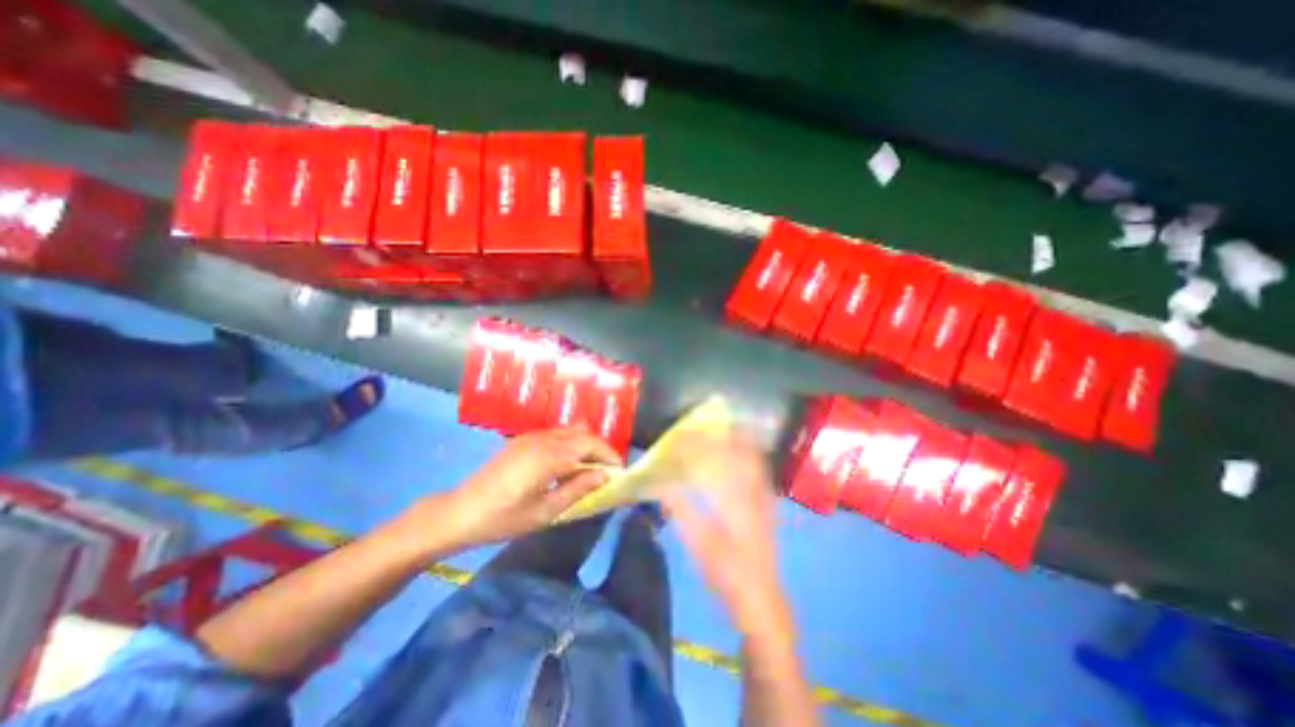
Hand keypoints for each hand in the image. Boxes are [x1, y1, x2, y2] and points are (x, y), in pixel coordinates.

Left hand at [430, 422, 620, 546]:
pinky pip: (555, 435)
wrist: (458, 512)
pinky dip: (569, 444)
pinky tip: (565, 466)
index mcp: (549, 456)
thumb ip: (577, 489)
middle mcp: (542, 439)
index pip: (590, 444)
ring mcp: (531, 437)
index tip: (619, 470)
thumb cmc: (502, 518)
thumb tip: (604, 475)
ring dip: (584, 445)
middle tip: (606, 471)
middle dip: (599, 448)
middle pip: (582, 433)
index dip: (609, 454)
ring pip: (569, 431)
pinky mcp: (522, 440)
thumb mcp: (544, 511)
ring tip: (588, 469)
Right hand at [660, 434, 789, 638]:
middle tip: (702, 426)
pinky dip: (751, 454)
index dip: (696, 445)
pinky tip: (743, 451)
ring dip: (738, 440)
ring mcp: (764, 497)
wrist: (760, 597)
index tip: (680, 436)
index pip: (714, 461)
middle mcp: (753, 492)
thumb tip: (661, 484)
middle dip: (720, 435)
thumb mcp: (698, 545)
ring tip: (723, 428)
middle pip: (740, 452)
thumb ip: (680, 511)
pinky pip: (761, 469)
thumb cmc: (726, 573)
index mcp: (734, 501)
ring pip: (754, 458)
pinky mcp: (768, 503)